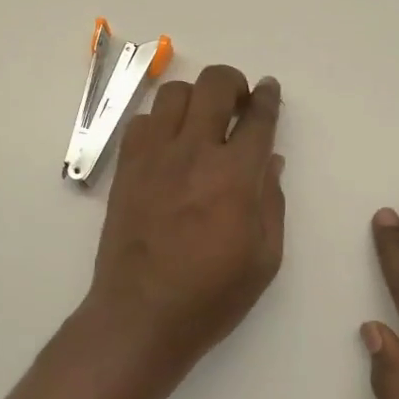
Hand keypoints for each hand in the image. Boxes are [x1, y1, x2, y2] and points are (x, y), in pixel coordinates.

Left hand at [85, 65, 285, 391]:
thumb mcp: (264, 258)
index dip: (268, 97)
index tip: (269, 90)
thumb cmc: (211, 295)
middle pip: (214, 85)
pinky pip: (141, 121)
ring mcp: (154, 157)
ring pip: (173, 93)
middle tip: (239, 102)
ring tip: (202, 120)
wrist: (141, 315)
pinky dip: (160, 121)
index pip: (258, 117)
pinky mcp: (126, 168)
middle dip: (233, 82)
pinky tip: (169, 144)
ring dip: (195, 97)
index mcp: (235, 176)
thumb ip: (272, 202)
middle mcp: (194, 153)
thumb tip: (270, 161)